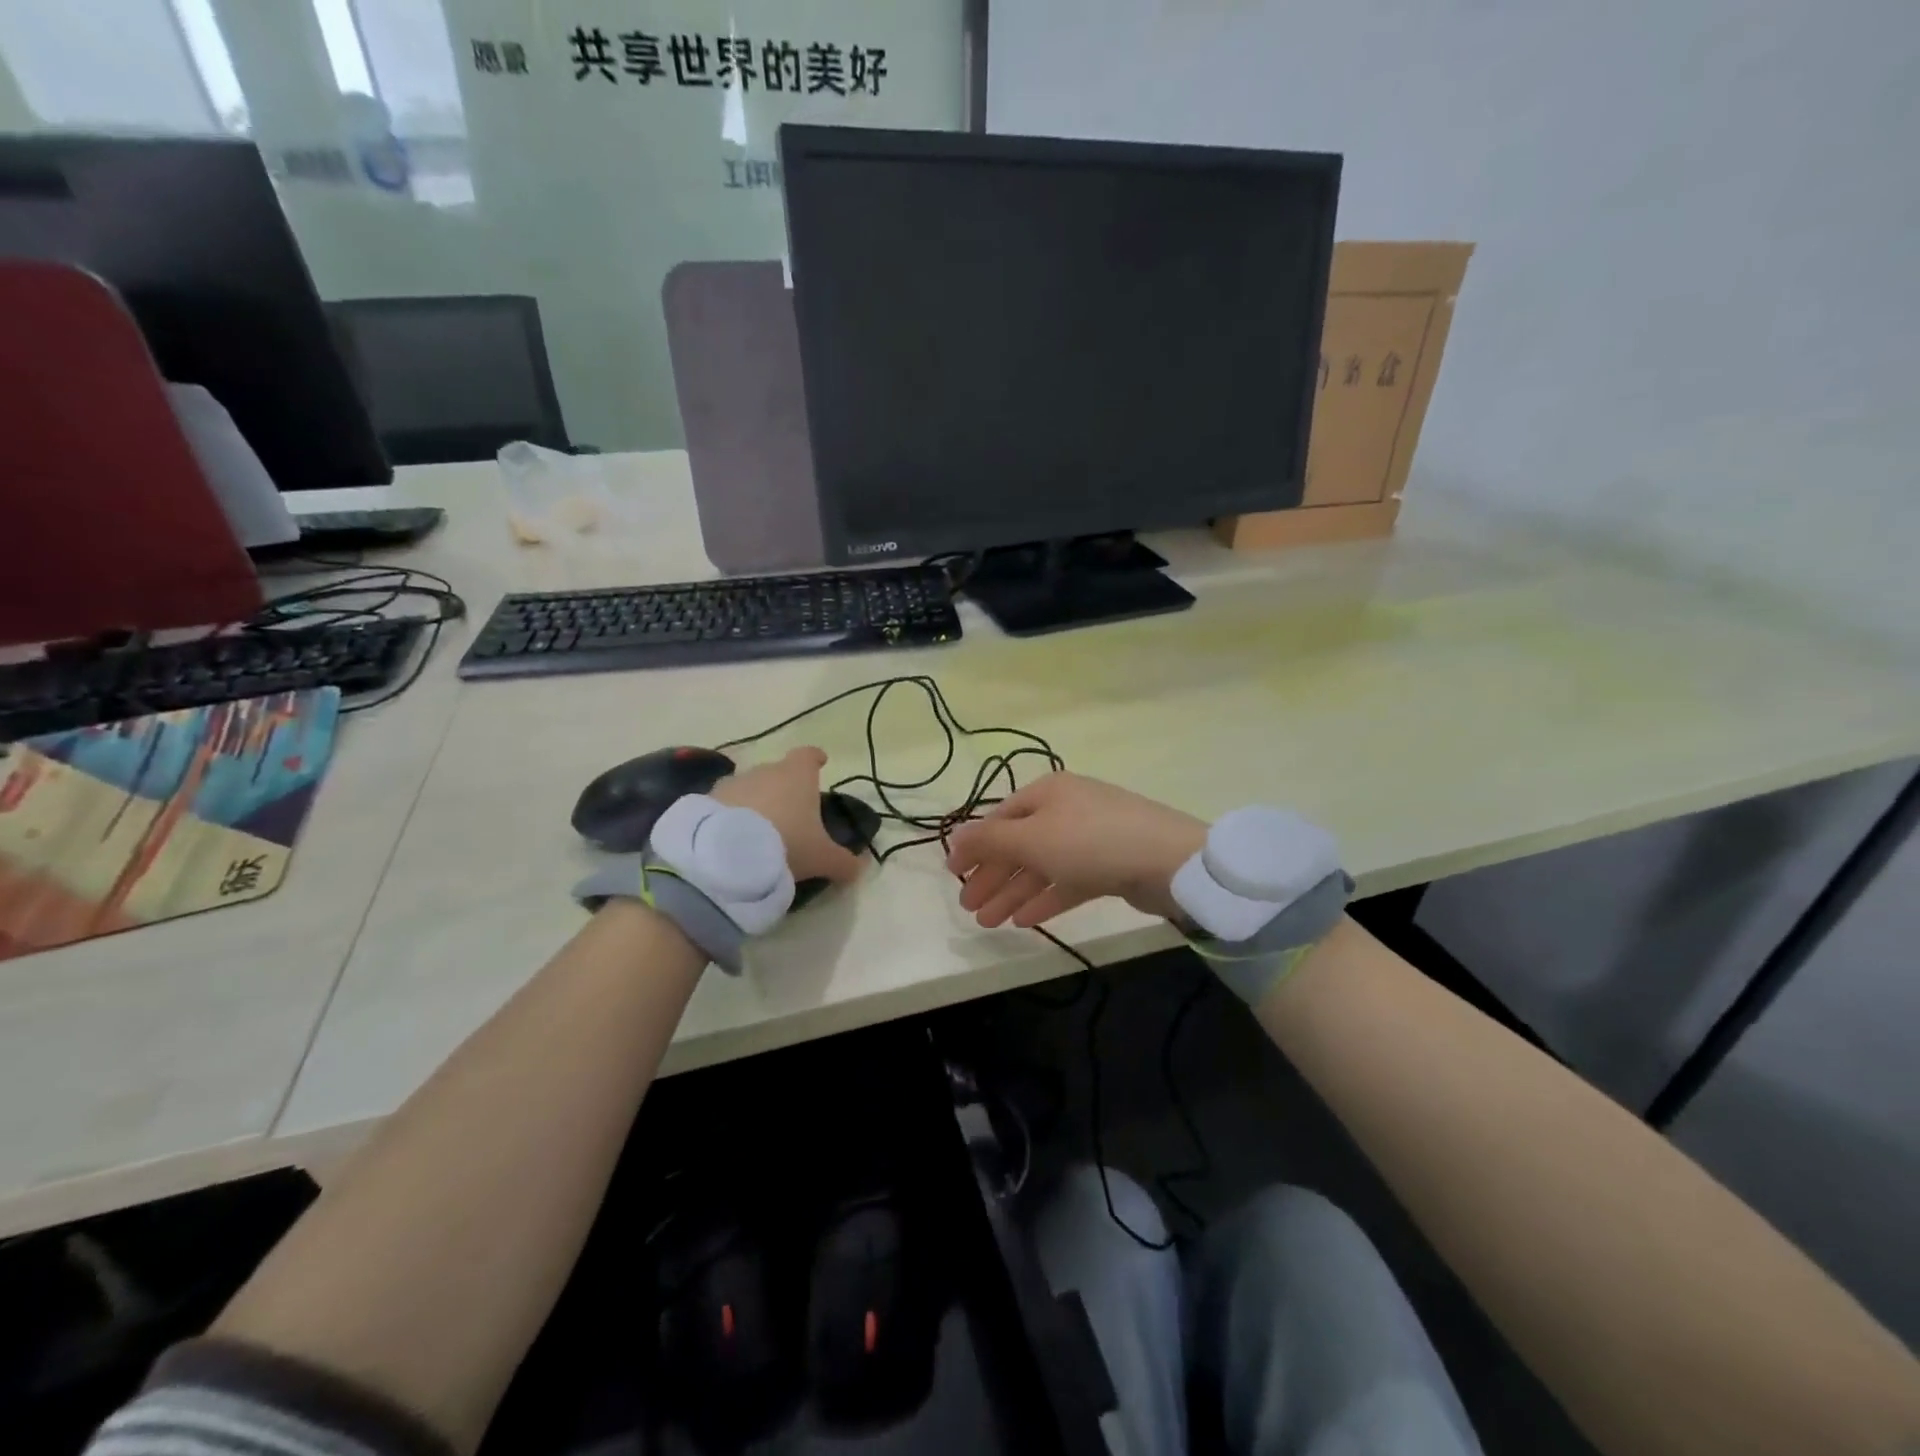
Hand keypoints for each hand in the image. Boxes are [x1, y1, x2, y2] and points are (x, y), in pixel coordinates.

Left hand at [711, 747, 865, 885]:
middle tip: (791, 811)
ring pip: (750, 787)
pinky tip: (732, 837)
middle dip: (784, 786)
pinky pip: (725, 804)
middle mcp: (765, 771)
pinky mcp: (706, 800)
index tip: (820, 762)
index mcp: (797, 775)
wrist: (726, 854)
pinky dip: (731, 815)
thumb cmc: (786, 844)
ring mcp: (733, 783)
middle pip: (778, 771)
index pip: (808, 756)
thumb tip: (860, 867)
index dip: (815, 759)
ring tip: (759, 828)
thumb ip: (844, 862)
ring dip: (755, 801)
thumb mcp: (822, 858)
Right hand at [946, 772, 1205, 928]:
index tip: (952, 874)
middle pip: (1019, 844)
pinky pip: (1068, 881)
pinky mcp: (1109, 865)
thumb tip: (953, 837)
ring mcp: (1090, 837)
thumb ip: (988, 841)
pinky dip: (1045, 898)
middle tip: (968, 909)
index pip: (999, 818)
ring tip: (989, 923)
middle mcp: (1067, 809)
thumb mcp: (1031, 838)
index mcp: (1047, 791)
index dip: (974, 846)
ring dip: (1013, 893)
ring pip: (1042, 866)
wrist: (1168, 860)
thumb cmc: (1089, 841)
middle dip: (992, 876)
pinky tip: (1025, 921)